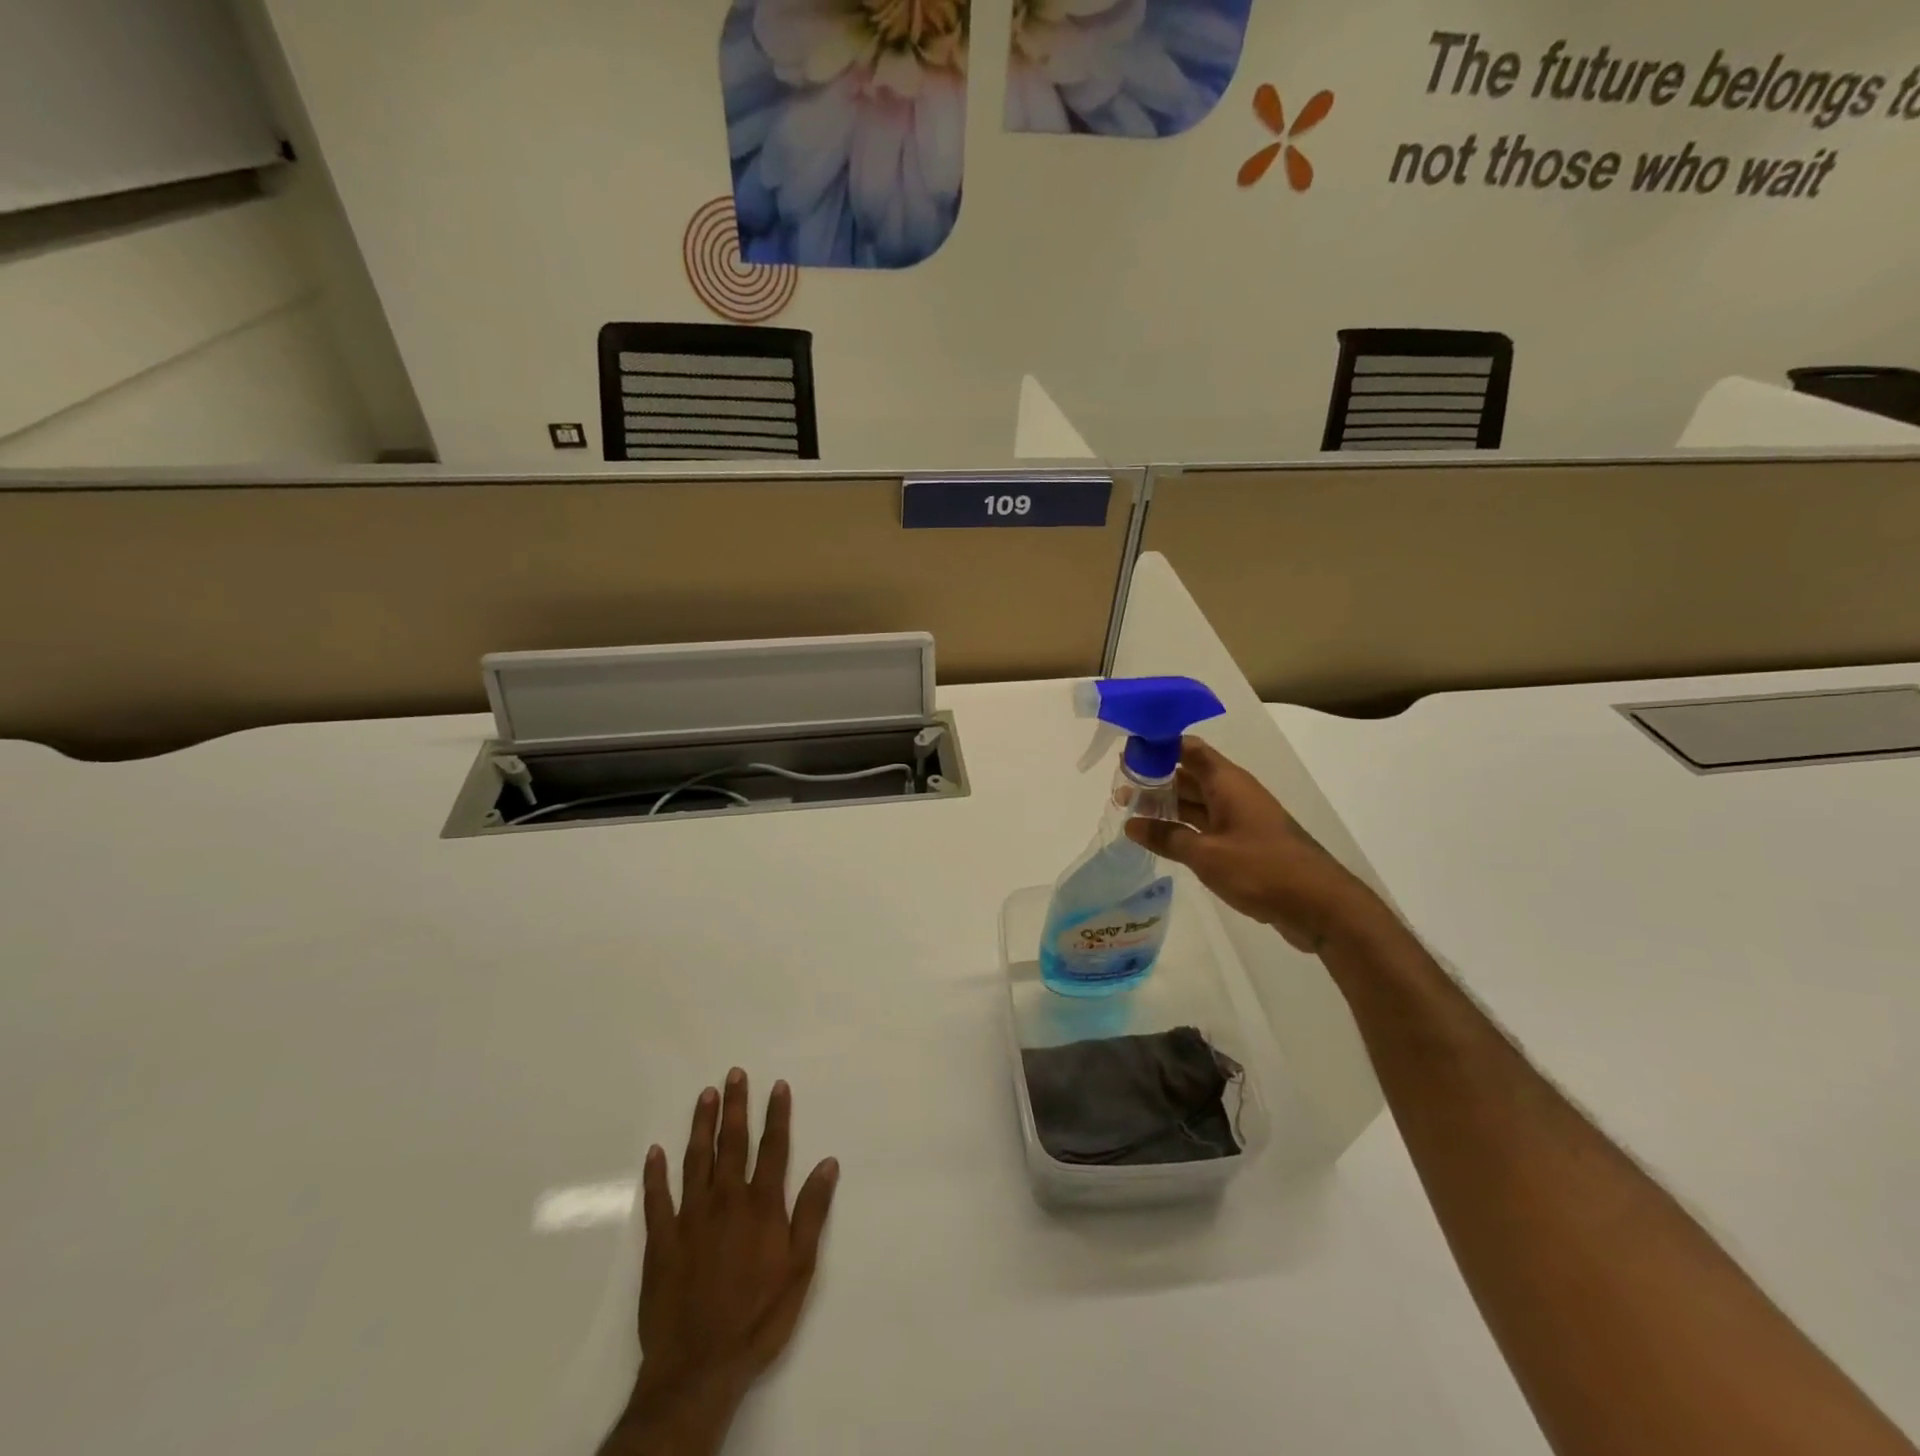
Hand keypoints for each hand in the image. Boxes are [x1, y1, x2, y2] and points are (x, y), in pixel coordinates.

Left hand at [606, 1070, 838, 1455]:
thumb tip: (828, 1163)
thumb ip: (812, 1212)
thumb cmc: (759, 1318)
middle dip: (735, 1106)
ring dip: (701, 1125)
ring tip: (705, 1095)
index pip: (773, 1148)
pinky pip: (657, 1199)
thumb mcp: (800, 1268)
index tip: (777, 1085)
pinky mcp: (661, 1242)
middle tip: (734, 1074)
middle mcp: (726, 1200)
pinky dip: (655, 1174)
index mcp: (761, 1205)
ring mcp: (690, 1218)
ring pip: (696, 1160)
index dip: (777, 1115)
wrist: (699, 1368)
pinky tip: (655, 1152)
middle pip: (732, 1143)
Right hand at [1125, 737, 1372, 953]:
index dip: (1158, 746)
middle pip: (1189, 775)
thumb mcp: (1207, 855)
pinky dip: (1182, 828)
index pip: (1188, 749)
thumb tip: (1132, 824)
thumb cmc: (1262, 869)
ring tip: (1129, 812)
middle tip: (1119, 788)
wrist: (1319, 905)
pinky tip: (1159, 838)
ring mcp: (1240, 819)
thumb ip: (1167, 837)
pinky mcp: (1244, 843)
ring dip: (1166, 806)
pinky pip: (1206, 826)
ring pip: (1196, 803)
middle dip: (1155, 780)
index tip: (1128, 753)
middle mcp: (1233, 794)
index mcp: (1227, 783)